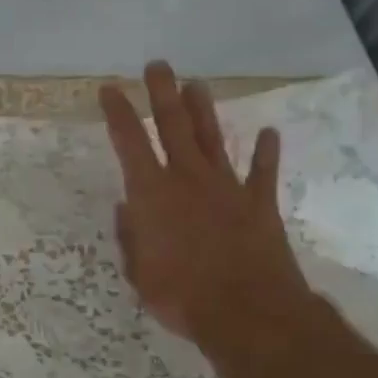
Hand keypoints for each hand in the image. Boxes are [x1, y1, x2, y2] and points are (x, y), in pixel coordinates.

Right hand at [99, 61, 311, 355]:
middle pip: (173, 125)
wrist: (247, 312)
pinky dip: (265, 152)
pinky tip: (268, 133)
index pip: (129, 142)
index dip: (118, 112)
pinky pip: (262, 172)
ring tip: (197, 84)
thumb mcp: (138, 271)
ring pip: (212, 138)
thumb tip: (130, 209)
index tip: (109, 88)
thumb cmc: (180, 295)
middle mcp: (188, 179)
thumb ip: (131, 236)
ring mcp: (227, 188)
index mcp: (152, 194)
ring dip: (204, 110)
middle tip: (157, 65)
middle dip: (162, 93)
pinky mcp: (259, 204)